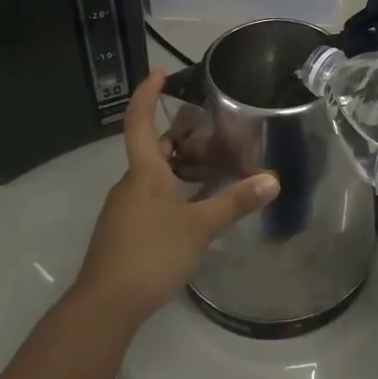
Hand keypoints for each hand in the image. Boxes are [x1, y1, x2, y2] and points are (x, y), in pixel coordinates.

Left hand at [72, 69, 279, 325]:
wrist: (105, 306)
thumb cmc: (151, 254)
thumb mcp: (200, 227)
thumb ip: (235, 202)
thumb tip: (272, 180)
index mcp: (144, 173)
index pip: (139, 121)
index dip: (147, 94)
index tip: (159, 72)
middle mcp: (130, 184)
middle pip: (152, 149)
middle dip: (178, 135)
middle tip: (210, 127)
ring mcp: (124, 209)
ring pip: (152, 175)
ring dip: (177, 164)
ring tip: (210, 165)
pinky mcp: (125, 232)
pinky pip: (149, 197)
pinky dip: (172, 189)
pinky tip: (193, 206)